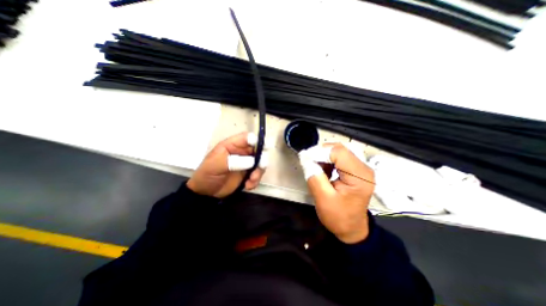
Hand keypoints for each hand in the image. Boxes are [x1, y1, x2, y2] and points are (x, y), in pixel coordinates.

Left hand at [188, 131, 268, 197]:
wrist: (207, 193)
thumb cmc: (207, 174)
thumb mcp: (215, 165)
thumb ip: (233, 161)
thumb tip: (252, 161)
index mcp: (232, 145)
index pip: (247, 138)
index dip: (255, 140)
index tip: (260, 148)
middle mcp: (242, 152)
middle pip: (259, 149)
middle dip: (262, 158)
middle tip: (260, 166)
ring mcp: (247, 163)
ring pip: (261, 162)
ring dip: (259, 171)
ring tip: (252, 180)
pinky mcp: (249, 174)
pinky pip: (258, 174)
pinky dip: (256, 180)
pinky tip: (248, 186)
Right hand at [298, 143, 375, 242]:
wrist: (351, 228)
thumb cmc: (339, 217)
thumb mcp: (323, 199)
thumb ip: (314, 176)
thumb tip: (306, 158)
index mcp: (359, 176)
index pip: (338, 152)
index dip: (319, 152)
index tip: (305, 158)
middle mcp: (363, 168)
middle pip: (339, 149)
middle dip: (320, 153)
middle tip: (308, 162)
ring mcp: (360, 167)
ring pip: (337, 151)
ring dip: (323, 157)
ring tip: (314, 168)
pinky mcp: (355, 169)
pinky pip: (338, 157)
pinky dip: (327, 161)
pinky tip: (322, 170)